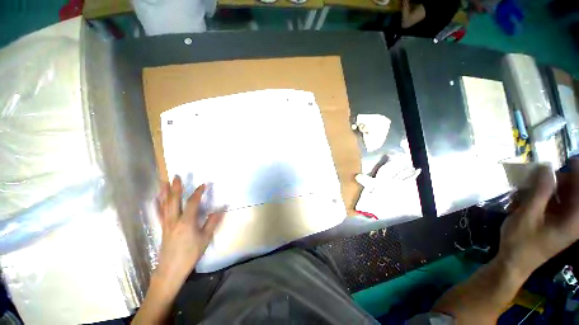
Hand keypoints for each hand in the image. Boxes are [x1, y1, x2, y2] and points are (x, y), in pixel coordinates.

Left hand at [155, 176, 223, 282]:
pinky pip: (159, 213)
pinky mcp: (162, 228)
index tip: (203, 185)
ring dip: (164, 193)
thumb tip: (222, 209)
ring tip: (164, 182)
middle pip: (174, 200)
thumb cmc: (190, 254)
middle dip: (176, 187)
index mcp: (186, 222)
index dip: (198, 192)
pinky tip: (157, 200)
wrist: (170, 270)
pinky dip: (158, 204)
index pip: (193, 202)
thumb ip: (212, 222)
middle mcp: (174, 220)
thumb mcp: (205, 238)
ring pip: (164, 205)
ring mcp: (166, 224)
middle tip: (176, 176)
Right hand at [499, 162, 578, 275]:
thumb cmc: (521, 241)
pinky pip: (558, 204)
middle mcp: (575, 220)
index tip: (569, 158)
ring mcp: (566, 223)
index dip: (578, 173)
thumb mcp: (527, 215)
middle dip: (564, 179)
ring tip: (536, 183)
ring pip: (567, 198)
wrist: (514, 262)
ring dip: (554, 187)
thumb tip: (546, 167)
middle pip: (575, 193)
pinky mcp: (558, 224)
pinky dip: (548, 196)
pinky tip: (534, 195)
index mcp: (574, 220)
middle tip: (545, 171)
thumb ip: (539, 191)